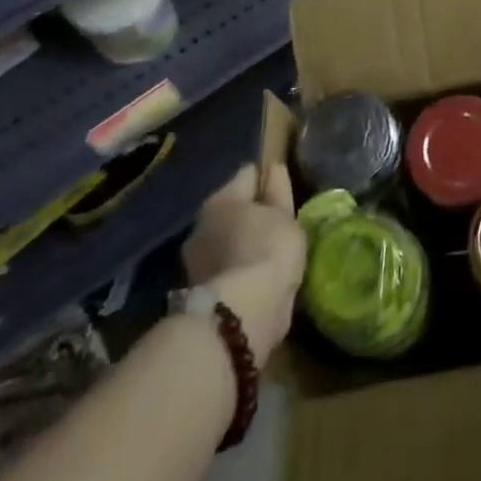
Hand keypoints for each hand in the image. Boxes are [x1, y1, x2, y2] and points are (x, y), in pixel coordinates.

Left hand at [181, 163, 304, 365]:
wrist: (242, 313)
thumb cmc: (269, 250)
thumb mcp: (284, 215)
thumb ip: (278, 191)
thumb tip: (273, 168)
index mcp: (222, 198)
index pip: (248, 175)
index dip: (267, 180)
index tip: (283, 192)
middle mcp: (202, 223)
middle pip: (232, 209)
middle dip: (250, 214)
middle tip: (276, 226)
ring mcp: (196, 258)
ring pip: (226, 239)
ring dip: (242, 242)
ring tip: (267, 253)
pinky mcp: (198, 289)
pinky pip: (225, 265)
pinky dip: (237, 266)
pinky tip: (254, 275)